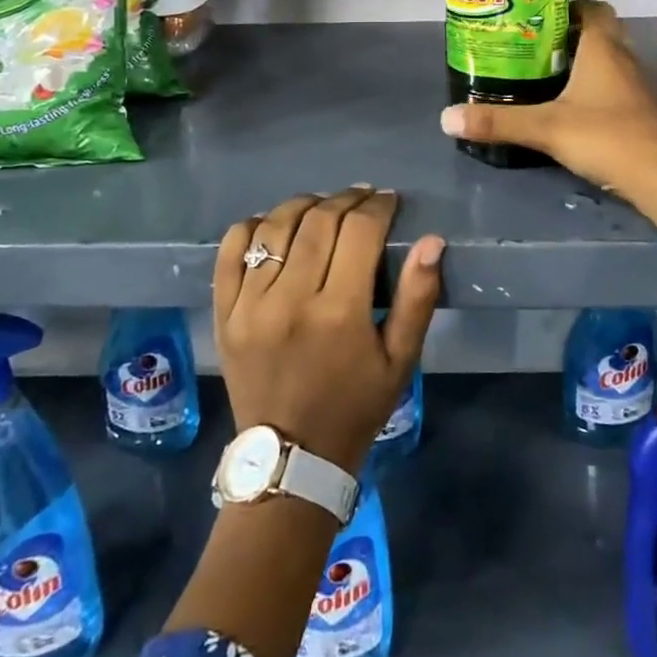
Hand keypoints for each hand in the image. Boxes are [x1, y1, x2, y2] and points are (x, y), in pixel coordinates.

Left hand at [213, 186, 442, 476]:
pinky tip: (273, 224)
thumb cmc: (355, 407)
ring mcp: (250, 305)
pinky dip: (253, 227)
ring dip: (304, 205)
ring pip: (275, 227)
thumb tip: (432, 240)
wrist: (291, 459)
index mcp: (339, 312)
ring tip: (323, 205)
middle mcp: (291, 300)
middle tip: (363, 197)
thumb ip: (418, 297)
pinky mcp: (225, 313)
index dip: (378, 206)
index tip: (389, 200)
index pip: (359, 231)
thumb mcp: (401, 360)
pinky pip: (231, 251)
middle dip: (347, 198)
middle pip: (319, 221)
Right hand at [439, 0, 656, 196]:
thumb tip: (447, 118)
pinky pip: (618, 86)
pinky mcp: (644, 111)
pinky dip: (599, 89)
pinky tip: (577, 109)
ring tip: (550, 77)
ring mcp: (638, 86)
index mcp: (602, 48)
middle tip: (538, 49)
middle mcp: (624, 58)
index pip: (593, 9)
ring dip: (586, 63)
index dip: (569, 7)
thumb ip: (498, 122)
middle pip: (601, 32)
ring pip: (611, 60)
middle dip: (572, 36)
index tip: (540, 18)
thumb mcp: (545, 128)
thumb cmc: (605, 136)